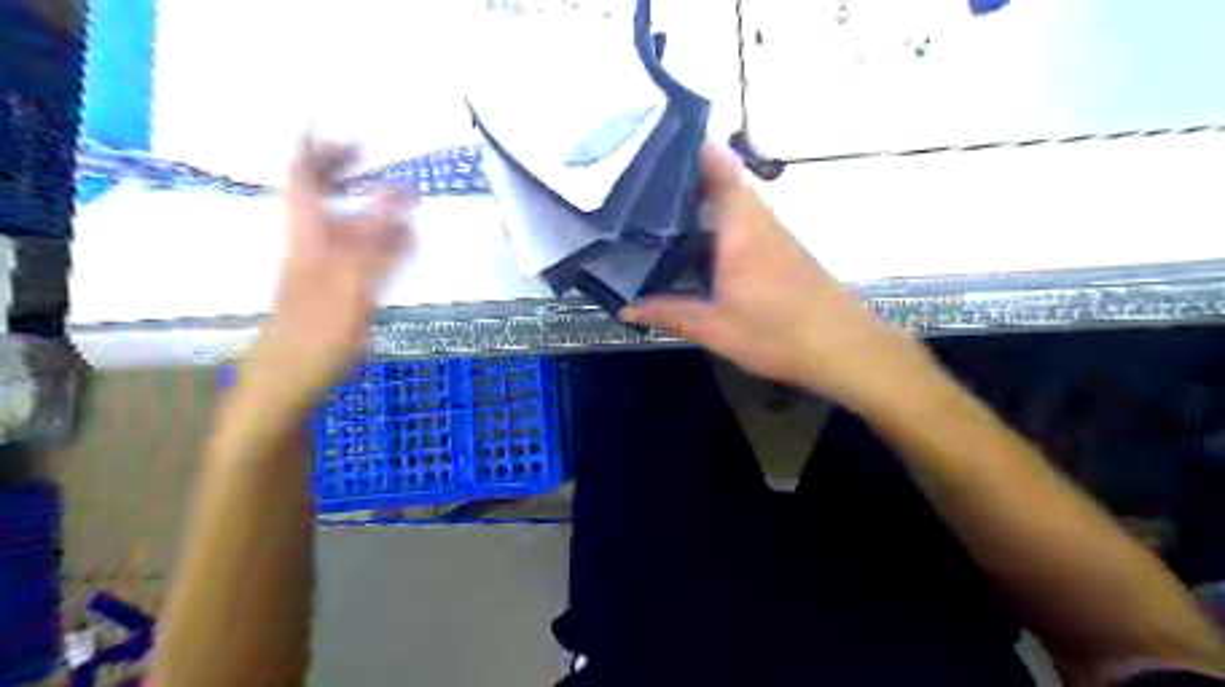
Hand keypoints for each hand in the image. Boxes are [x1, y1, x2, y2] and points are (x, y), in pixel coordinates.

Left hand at [255, 137, 414, 397]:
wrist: (290, 380)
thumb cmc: (315, 336)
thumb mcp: (349, 288)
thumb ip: (377, 244)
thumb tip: (399, 196)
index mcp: (309, 237)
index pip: (305, 179)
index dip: (318, 148)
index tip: (343, 128)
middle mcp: (313, 244)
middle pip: (324, 196)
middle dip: (347, 172)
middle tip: (376, 156)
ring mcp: (324, 267)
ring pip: (347, 225)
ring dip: (372, 208)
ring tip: (406, 201)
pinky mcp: (337, 289)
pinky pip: (361, 253)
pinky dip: (382, 242)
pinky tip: (403, 244)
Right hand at [626, 143, 934, 410]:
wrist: (844, 349)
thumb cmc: (777, 332)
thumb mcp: (715, 328)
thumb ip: (668, 313)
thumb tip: (625, 307)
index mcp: (740, 226)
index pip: (719, 167)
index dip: (691, 147)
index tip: (654, 144)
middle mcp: (759, 220)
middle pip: (721, 182)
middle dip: (682, 180)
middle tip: (638, 188)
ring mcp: (774, 235)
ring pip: (732, 206)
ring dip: (700, 206)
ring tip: (655, 215)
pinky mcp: (782, 252)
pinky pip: (742, 226)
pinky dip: (716, 228)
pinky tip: (694, 250)